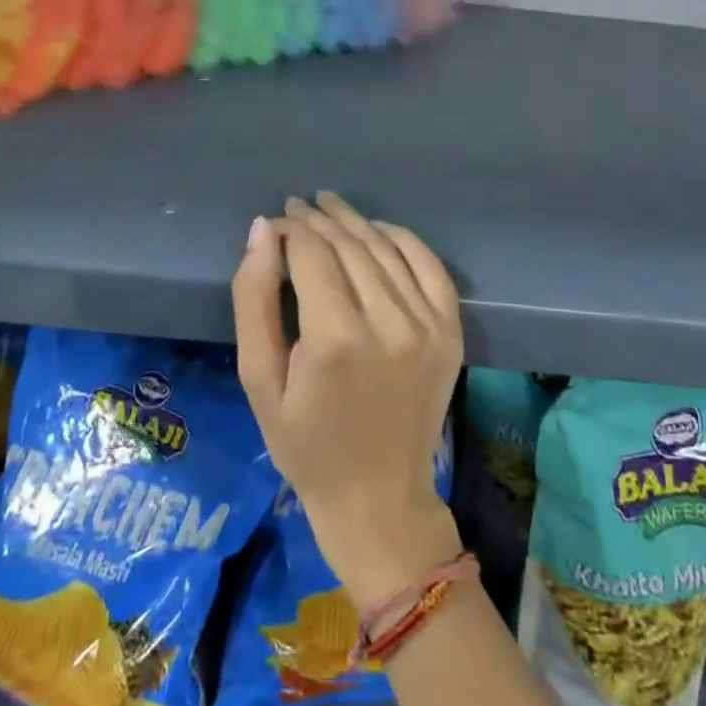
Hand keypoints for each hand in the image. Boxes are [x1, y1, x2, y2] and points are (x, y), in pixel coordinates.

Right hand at [233, 191, 464, 607]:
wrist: (379, 498)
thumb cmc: (306, 444)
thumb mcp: (259, 378)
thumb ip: (254, 299)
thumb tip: (263, 229)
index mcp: (335, 338)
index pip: (311, 252)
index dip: (291, 228)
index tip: (275, 223)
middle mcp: (388, 322)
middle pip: (349, 244)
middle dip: (318, 219)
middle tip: (297, 207)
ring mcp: (428, 325)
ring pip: (385, 247)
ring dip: (354, 221)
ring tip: (328, 207)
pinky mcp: (451, 331)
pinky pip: (428, 264)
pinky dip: (401, 238)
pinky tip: (377, 229)